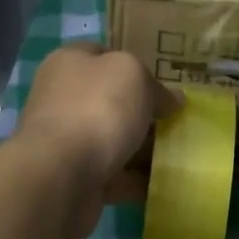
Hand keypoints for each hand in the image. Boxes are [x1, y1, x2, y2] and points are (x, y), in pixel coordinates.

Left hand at [15, 43, 180, 237]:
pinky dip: (136, 180)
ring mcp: (66, 140)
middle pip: (110, 100)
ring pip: (113, 139)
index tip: (164, 83)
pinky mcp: (74, 177)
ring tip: (178, 154)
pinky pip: (114, 176)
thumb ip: (155, 85)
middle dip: (143, 111)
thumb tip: (171, 100)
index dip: (135, 65)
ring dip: (142, 148)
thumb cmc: (97, 108)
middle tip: (176, 120)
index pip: (104, 54)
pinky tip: (164, 184)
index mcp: (69, 63)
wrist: (60, 176)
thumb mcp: (134, 75)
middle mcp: (63, 98)